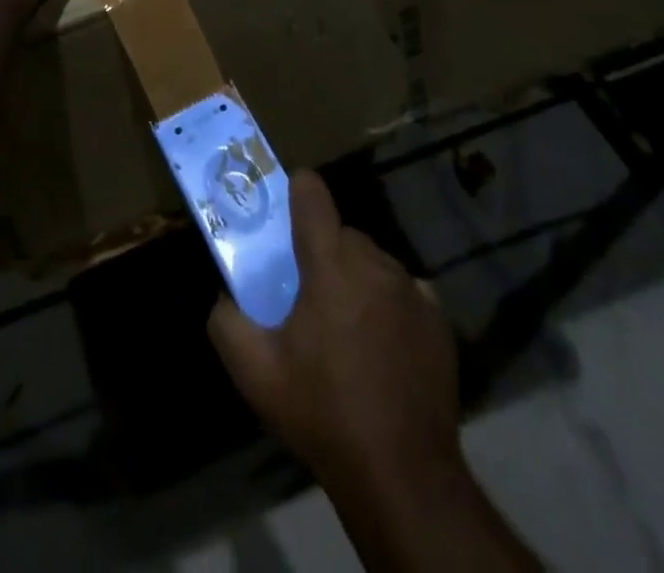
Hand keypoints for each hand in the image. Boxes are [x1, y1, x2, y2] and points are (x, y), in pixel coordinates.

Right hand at [208, 171, 460, 492]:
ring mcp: (411, 289)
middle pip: (342, 233)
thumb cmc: (323, 413)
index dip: (296, 190)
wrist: (402, 474)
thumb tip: (224, 296)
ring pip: (373, 261)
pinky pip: (404, 290)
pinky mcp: (438, 318)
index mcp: (330, 265)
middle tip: (307, 293)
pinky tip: (381, 343)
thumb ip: (226, 322)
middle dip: (322, 251)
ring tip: (345, 326)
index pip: (312, 194)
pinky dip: (388, 302)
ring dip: (356, 277)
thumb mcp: (256, 373)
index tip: (285, 205)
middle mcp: (374, 264)